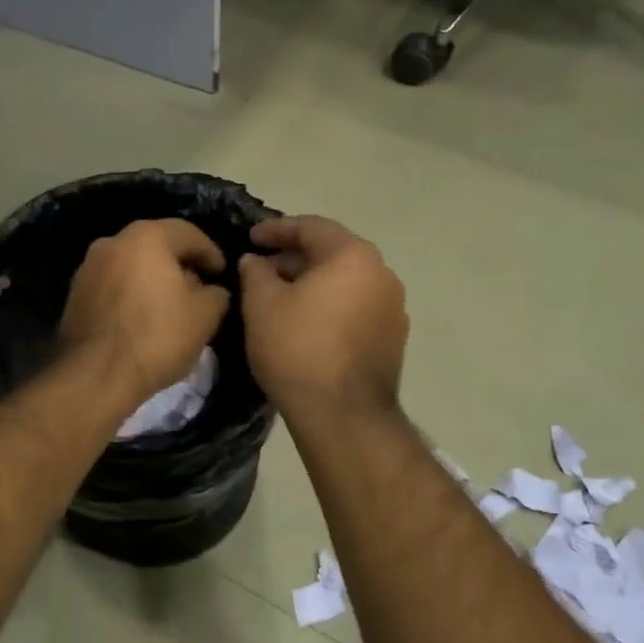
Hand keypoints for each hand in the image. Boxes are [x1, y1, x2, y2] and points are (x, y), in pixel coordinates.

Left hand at [58, 219, 230, 404]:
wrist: (95, 374)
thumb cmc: (157, 336)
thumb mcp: (205, 316)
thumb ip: (216, 294)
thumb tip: (211, 290)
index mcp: (146, 237)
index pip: (188, 233)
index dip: (211, 252)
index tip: (221, 273)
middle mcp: (112, 242)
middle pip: (156, 246)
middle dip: (179, 264)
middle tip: (199, 287)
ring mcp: (88, 268)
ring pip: (131, 265)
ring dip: (153, 279)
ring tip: (171, 305)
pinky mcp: (75, 295)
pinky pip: (113, 285)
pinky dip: (131, 294)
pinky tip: (143, 318)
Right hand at [238, 216, 407, 419]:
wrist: (343, 414)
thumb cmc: (297, 349)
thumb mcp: (262, 304)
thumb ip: (255, 272)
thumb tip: (255, 261)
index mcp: (353, 256)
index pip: (311, 227)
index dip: (276, 229)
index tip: (250, 238)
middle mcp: (382, 274)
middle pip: (332, 253)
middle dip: (294, 258)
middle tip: (261, 270)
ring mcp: (393, 307)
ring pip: (345, 281)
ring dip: (313, 283)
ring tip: (280, 297)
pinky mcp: (393, 338)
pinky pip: (356, 307)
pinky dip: (330, 305)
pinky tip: (306, 323)